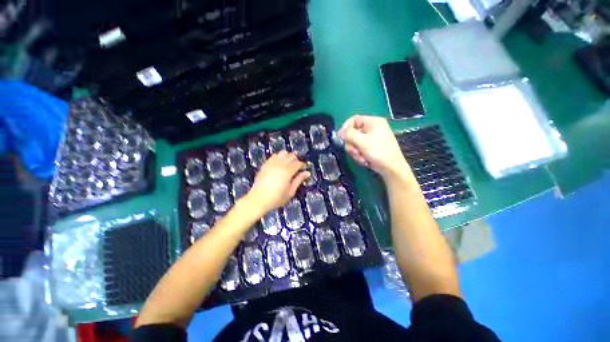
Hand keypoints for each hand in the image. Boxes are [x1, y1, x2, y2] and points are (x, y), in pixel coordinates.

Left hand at [247, 151, 308, 212]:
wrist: (258, 199)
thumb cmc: (276, 198)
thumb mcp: (290, 192)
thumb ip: (299, 180)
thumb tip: (307, 173)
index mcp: (288, 171)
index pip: (298, 163)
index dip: (302, 165)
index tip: (304, 169)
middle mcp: (280, 164)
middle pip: (291, 155)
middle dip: (296, 160)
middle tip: (296, 167)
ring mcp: (272, 163)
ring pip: (282, 153)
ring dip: (287, 157)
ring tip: (288, 164)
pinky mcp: (265, 164)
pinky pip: (274, 156)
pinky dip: (279, 157)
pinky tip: (279, 164)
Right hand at [339, 115, 409, 178]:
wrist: (391, 167)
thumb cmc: (378, 151)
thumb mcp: (361, 141)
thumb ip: (349, 134)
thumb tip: (340, 132)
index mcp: (373, 122)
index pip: (354, 119)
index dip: (346, 127)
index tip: (341, 137)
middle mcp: (372, 128)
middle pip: (353, 133)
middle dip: (352, 144)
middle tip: (354, 151)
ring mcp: (372, 138)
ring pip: (355, 143)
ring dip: (355, 152)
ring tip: (361, 158)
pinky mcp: (371, 147)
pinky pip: (359, 149)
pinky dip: (360, 155)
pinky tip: (364, 160)